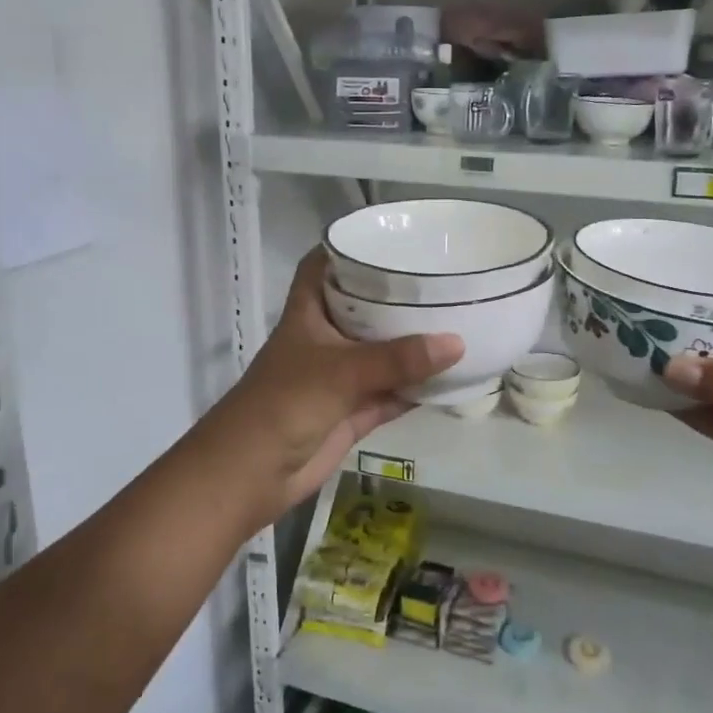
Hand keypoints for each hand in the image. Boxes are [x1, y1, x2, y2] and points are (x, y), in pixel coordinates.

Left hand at [206, 249, 462, 525]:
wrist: (251, 475)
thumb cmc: (284, 404)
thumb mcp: (340, 372)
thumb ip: (397, 359)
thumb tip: (457, 342)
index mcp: (309, 313)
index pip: (324, 266)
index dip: (350, 249)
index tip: (391, 238)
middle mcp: (326, 338)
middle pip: (364, 307)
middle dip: (398, 296)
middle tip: (444, 276)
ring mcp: (341, 376)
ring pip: (384, 353)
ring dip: (415, 344)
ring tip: (461, 317)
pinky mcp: (354, 411)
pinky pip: (394, 392)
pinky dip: (419, 387)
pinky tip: (454, 374)